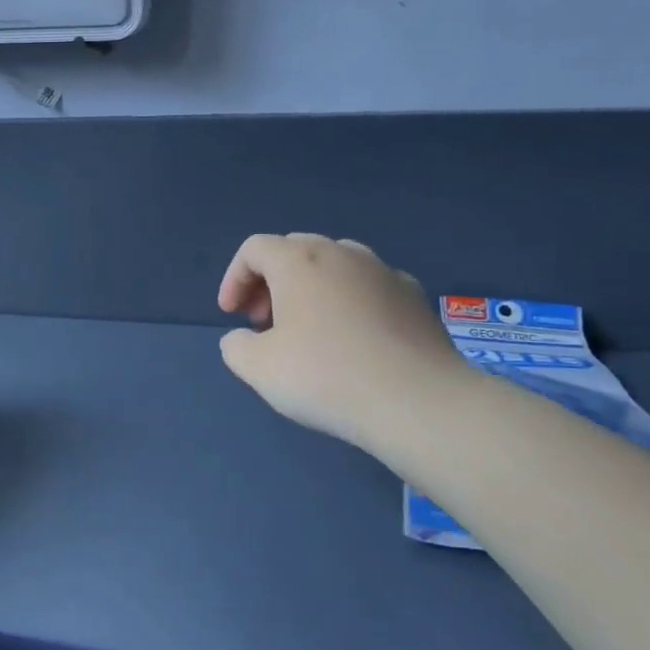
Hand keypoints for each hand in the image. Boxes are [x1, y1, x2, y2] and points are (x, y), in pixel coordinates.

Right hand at [217, 234, 470, 450]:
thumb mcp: (258, 368)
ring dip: (311, 288)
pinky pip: (370, 287)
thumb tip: (242, 338)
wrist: (417, 401)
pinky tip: (354, 339)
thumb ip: (236, 346)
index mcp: (299, 261)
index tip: (232, 316)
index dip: (235, 279)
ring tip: (308, 329)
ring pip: (336, 265)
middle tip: (264, 321)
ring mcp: (384, 271)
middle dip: (271, 281)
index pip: (254, 249)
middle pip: (295, 250)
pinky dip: (350, 302)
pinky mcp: (415, 296)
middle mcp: (343, 253)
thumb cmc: (325, 376)